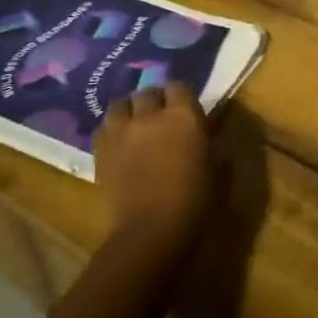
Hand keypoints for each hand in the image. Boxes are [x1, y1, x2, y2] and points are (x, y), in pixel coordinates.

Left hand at [93, 84, 214, 255]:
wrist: (151, 231)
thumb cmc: (194, 202)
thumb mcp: (217, 170)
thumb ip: (211, 144)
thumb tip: (208, 134)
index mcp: (183, 116)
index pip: (179, 86)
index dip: (181, 96)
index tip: (185, 109)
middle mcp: (150, 115)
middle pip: (147, 92)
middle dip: (154, 101)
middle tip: (160, 118)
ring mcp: (121, 130)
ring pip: (119, 104)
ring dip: (128, 111)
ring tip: (134, 125)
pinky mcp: (100, 150)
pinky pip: (103, 126)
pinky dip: (111, 129)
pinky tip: (119, 142)